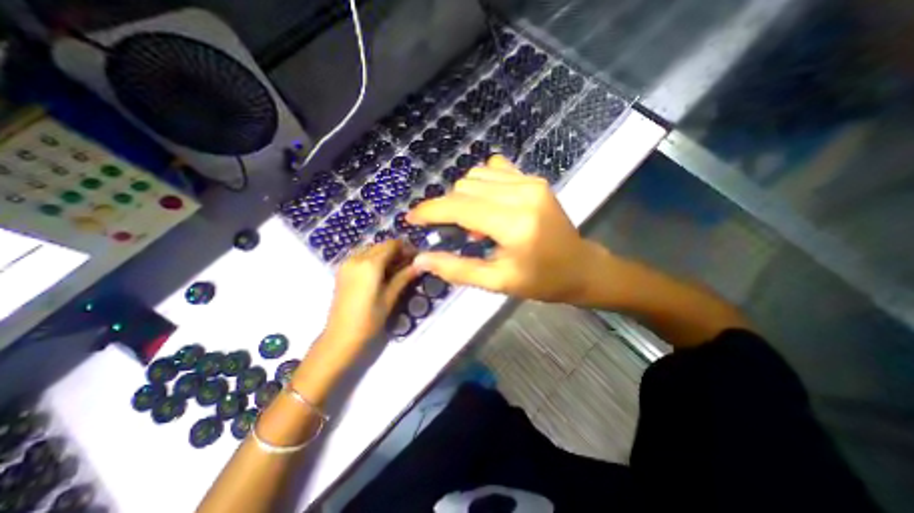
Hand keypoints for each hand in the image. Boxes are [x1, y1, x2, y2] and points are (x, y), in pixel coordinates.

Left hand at [320, 241, 416, 359]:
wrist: (340, 337)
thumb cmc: (369, 319)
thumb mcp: (390, 297)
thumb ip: (404, 276)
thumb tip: (420, 264)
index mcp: (369, 264)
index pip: (392, 244)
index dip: (406, 248)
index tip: (416, 258)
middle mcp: (356, 258)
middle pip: (381, 245)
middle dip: (396, 251)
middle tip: (409, 265)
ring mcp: (346, 263)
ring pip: (371, 249)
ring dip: (385, 255)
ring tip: (396, 270)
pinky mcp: (342, 270)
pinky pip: (361, 256)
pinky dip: (374, 259)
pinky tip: (381, 273)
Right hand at [407, 154, 600, 301]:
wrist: (581, 267)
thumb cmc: (541, 281)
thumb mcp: (498, 282)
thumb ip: (458, 270)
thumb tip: (421, 259)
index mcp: (514, 224)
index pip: (459, 207)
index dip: (430, 211)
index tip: (412, 218)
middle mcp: (522, 194)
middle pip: (464, 187)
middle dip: (448, 207)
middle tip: (455, 232)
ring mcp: (530, 182)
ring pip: (476, 175)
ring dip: (464, 196)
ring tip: (475, 222)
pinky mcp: (535, 179)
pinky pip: (495, 168)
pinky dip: (482, 184)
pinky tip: (488, 204)